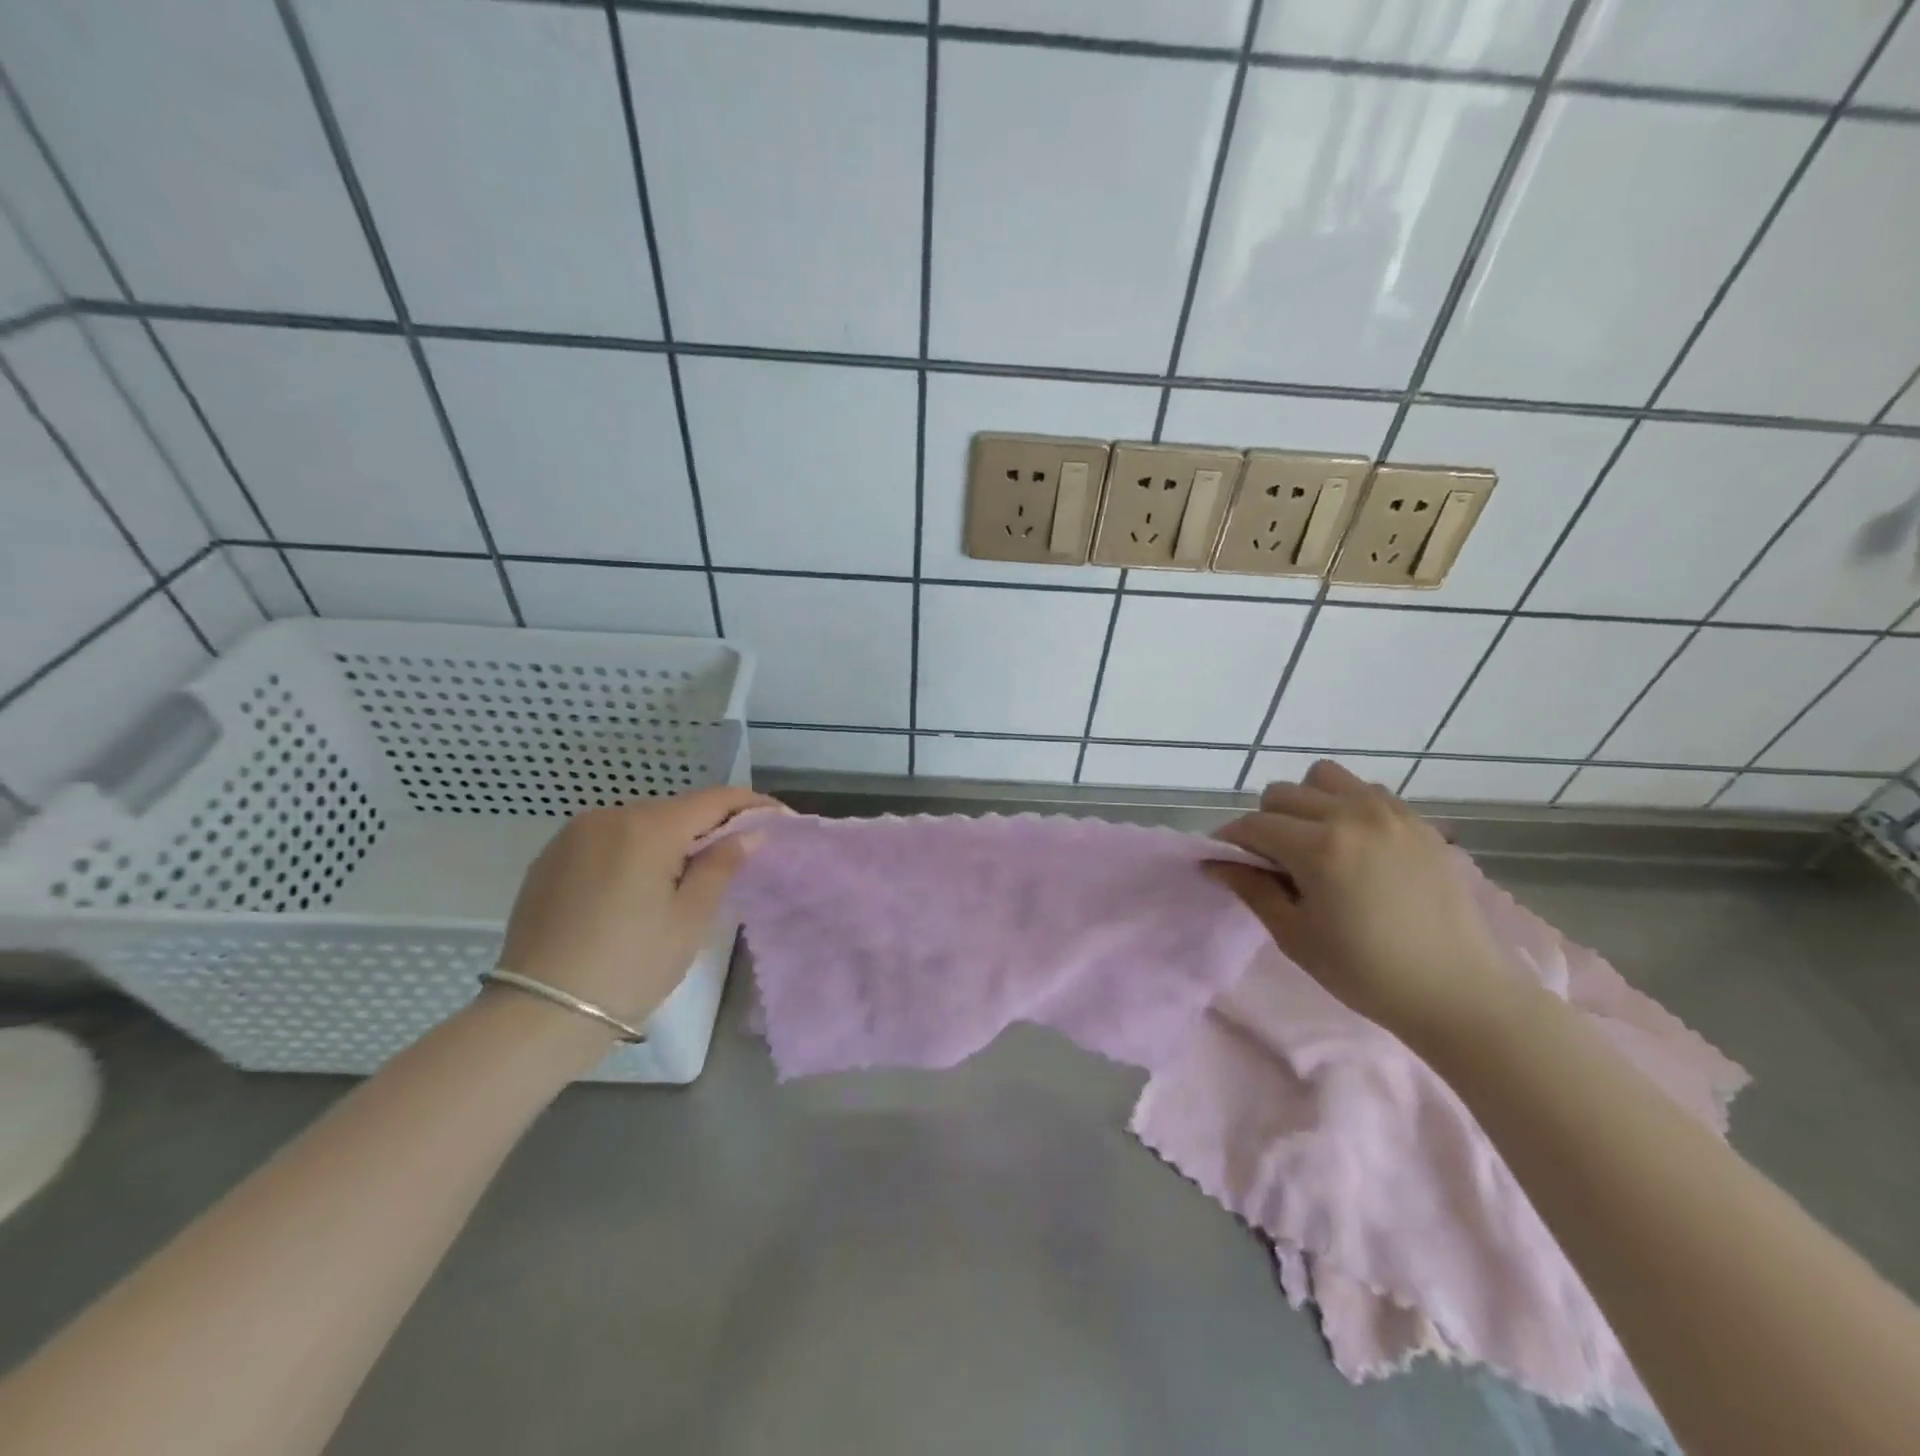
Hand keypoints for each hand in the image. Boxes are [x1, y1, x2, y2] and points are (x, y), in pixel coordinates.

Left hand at [495, 787, 778, 1040]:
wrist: (538, 1014)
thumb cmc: (629, 966)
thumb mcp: (688, 918)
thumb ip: (722, 865)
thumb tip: (751, 833)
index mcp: (648, 827)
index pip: (715, 800)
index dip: (752, 805)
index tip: (779, 819)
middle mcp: (608, 816)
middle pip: (676, 810)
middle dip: (711, 826)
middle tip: (737, 855)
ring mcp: (573, 835)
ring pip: (640, 824)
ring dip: (671, 840)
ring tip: (688, 875)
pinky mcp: (550, 858)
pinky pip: (608, 841)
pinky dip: (634, 852)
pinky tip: (639, 886)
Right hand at [1206, 761, 1511, 1041]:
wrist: (1458, 992)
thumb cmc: (1366, 973)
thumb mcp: (1295, 935)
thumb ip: (1251, 888)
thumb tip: (1215, 862)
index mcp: (1319, 848)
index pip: (1253, 825)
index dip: (1231, 841)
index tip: (1226, 861)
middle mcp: (1352, 816)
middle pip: (1282, 793)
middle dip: (1266, 822)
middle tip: (1274, 861)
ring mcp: (1391, 813)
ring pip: (1324, 778)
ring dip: (1306, 803)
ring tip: (1315, 842)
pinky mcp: (1419, 821)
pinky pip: (1366, 791)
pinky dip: (1347, 806)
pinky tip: (1355, 845)